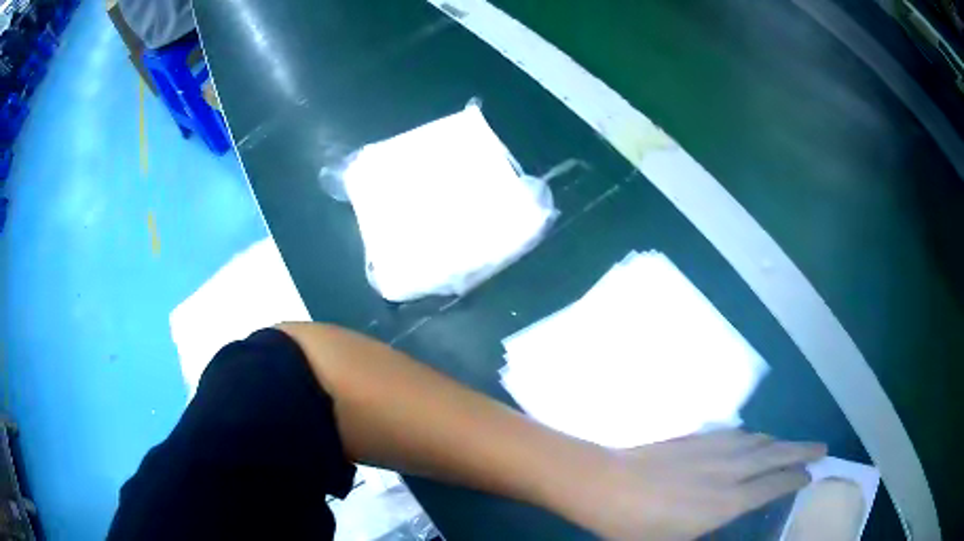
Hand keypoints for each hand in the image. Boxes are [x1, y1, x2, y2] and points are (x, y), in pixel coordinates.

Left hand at [567, 430, 826, 539]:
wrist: (603, 485)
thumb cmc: (634, 527)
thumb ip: (707, 533)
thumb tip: (726, 521)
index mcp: (726, 502)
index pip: (772, 486)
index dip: (794, 479)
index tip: (810, 475)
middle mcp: (728, 470)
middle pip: (775, 455)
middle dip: (801, 451)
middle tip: (821, 448)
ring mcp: (712, 450)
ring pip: (757, 440)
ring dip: (778, 442)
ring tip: (790, 445)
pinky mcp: (695, 439)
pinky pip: (734, 434)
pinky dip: (751, 435)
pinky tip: (751, 437)